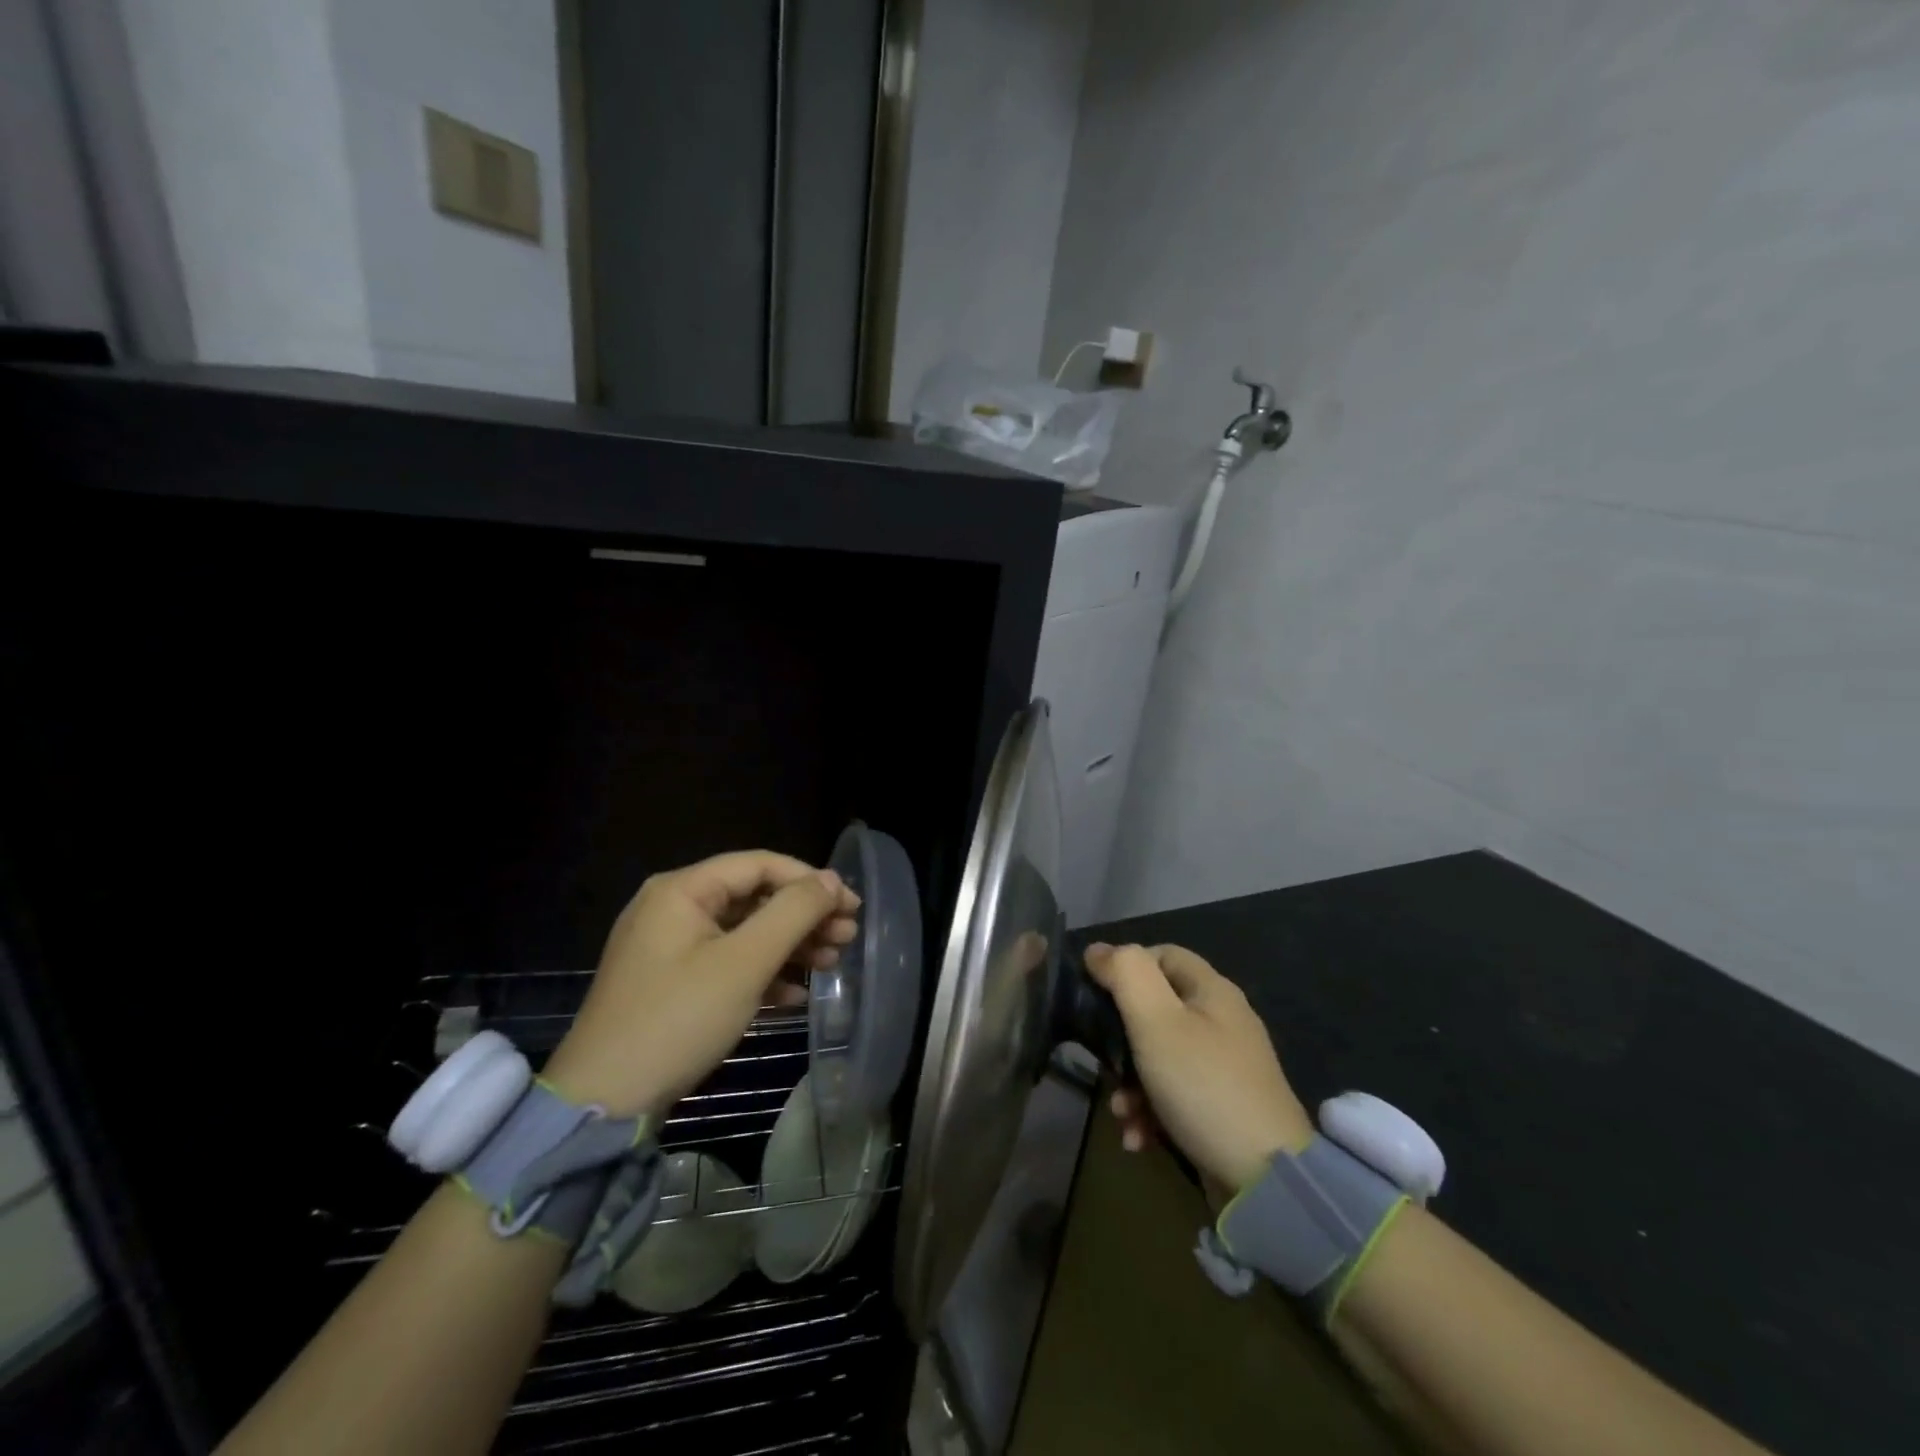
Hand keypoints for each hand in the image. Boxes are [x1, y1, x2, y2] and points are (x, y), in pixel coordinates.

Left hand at [543, 851, 859, 1121]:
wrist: (603, 1104)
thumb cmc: (678, 1020)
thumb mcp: (744, 963)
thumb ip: (792, 913)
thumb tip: (830, 880)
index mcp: (682, 890)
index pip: (760, 865)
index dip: (810, 881)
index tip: (851, 906)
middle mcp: (673, 907)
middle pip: (753, 897)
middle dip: (804, 916)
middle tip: (847, 937)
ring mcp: (669, 947)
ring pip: (744, 932)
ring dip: (790, 945)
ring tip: (831, 963)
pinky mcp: (670, 982)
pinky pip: (726, 962)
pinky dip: (762, 972)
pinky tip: (795, 996)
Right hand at [1084, 942, 1314, 1191]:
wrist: (1266, 1180)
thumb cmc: (1203, 1085)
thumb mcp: (1156, 1021)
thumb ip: (1125, 975)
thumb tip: (1097, 950)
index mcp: (1212, 990)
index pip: (1161, 954)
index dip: (1125, 967)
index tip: (1096, 997)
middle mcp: (1222, 1021)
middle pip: (1156, 1010)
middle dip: (1120, 1039)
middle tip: (1103, 1064)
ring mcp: (1225, 1066)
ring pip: (1159, 1056)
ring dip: (1130, 1084)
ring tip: (1121, 1113)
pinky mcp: (1223, 1107)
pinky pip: (1175, 1094)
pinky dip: (1152, 1112)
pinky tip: (1139, 1138)